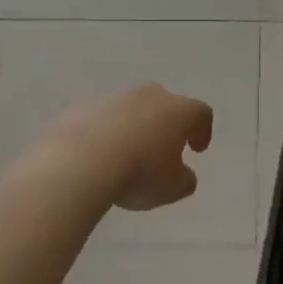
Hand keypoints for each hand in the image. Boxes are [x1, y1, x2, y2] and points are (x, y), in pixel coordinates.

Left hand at [47, 85, 213, 211]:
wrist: (80, 161)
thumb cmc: (139, 173)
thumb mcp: (173, 188)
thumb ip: (185, 180)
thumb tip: (182, 174)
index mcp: (179, 110)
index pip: (200, 113)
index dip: (202, 130)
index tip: (197, 150)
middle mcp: (149, 95)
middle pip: (165, 104)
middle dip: (166, 125)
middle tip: (163, 150)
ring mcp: (114, 97)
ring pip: (131, 109)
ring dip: (134, 127)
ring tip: (127, 155)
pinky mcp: (83, 105)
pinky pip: (102, 118)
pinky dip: (105, 132)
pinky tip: (98, 154)